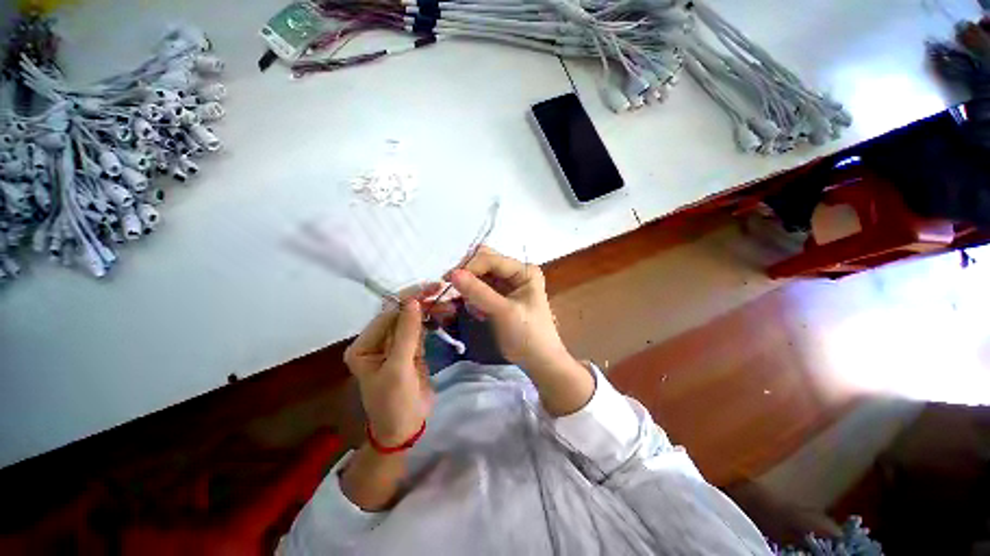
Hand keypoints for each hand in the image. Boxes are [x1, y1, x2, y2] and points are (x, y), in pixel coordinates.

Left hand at [344, 300, 431, 445]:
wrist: (406, 428)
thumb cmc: (394, 402)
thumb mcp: (399, 368)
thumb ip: (407, 334)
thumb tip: (414, 301)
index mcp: (364, 345)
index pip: (387, 314)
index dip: (408, 299)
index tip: (431, 288)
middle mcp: (377, 341)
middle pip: (400, 313)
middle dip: (421, 302)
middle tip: (442, 289)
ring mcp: (395, 344)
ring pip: (412, 319)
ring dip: (429, 309)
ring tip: (448, 304)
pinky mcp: (410, 349)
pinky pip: (421, 329)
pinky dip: (432, 320)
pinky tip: (444, 314)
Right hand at [447, 246, 593, 415]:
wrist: (539, 361)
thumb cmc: (528, 335)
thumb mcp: (504, 312)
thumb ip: (479, 292)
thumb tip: (453, 274)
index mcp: (524, 271)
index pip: (491, 259)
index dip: (469, 266)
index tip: (449, 280)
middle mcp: (516, 272)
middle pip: (484, 263)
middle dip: (468, 275)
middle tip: (452, 290)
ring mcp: (507, 284)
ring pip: (479, 276)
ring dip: (470, 289)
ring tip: (475, 309)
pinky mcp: (500, 296)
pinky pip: (480, 289)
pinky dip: (474, 298)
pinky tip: (479, 313)